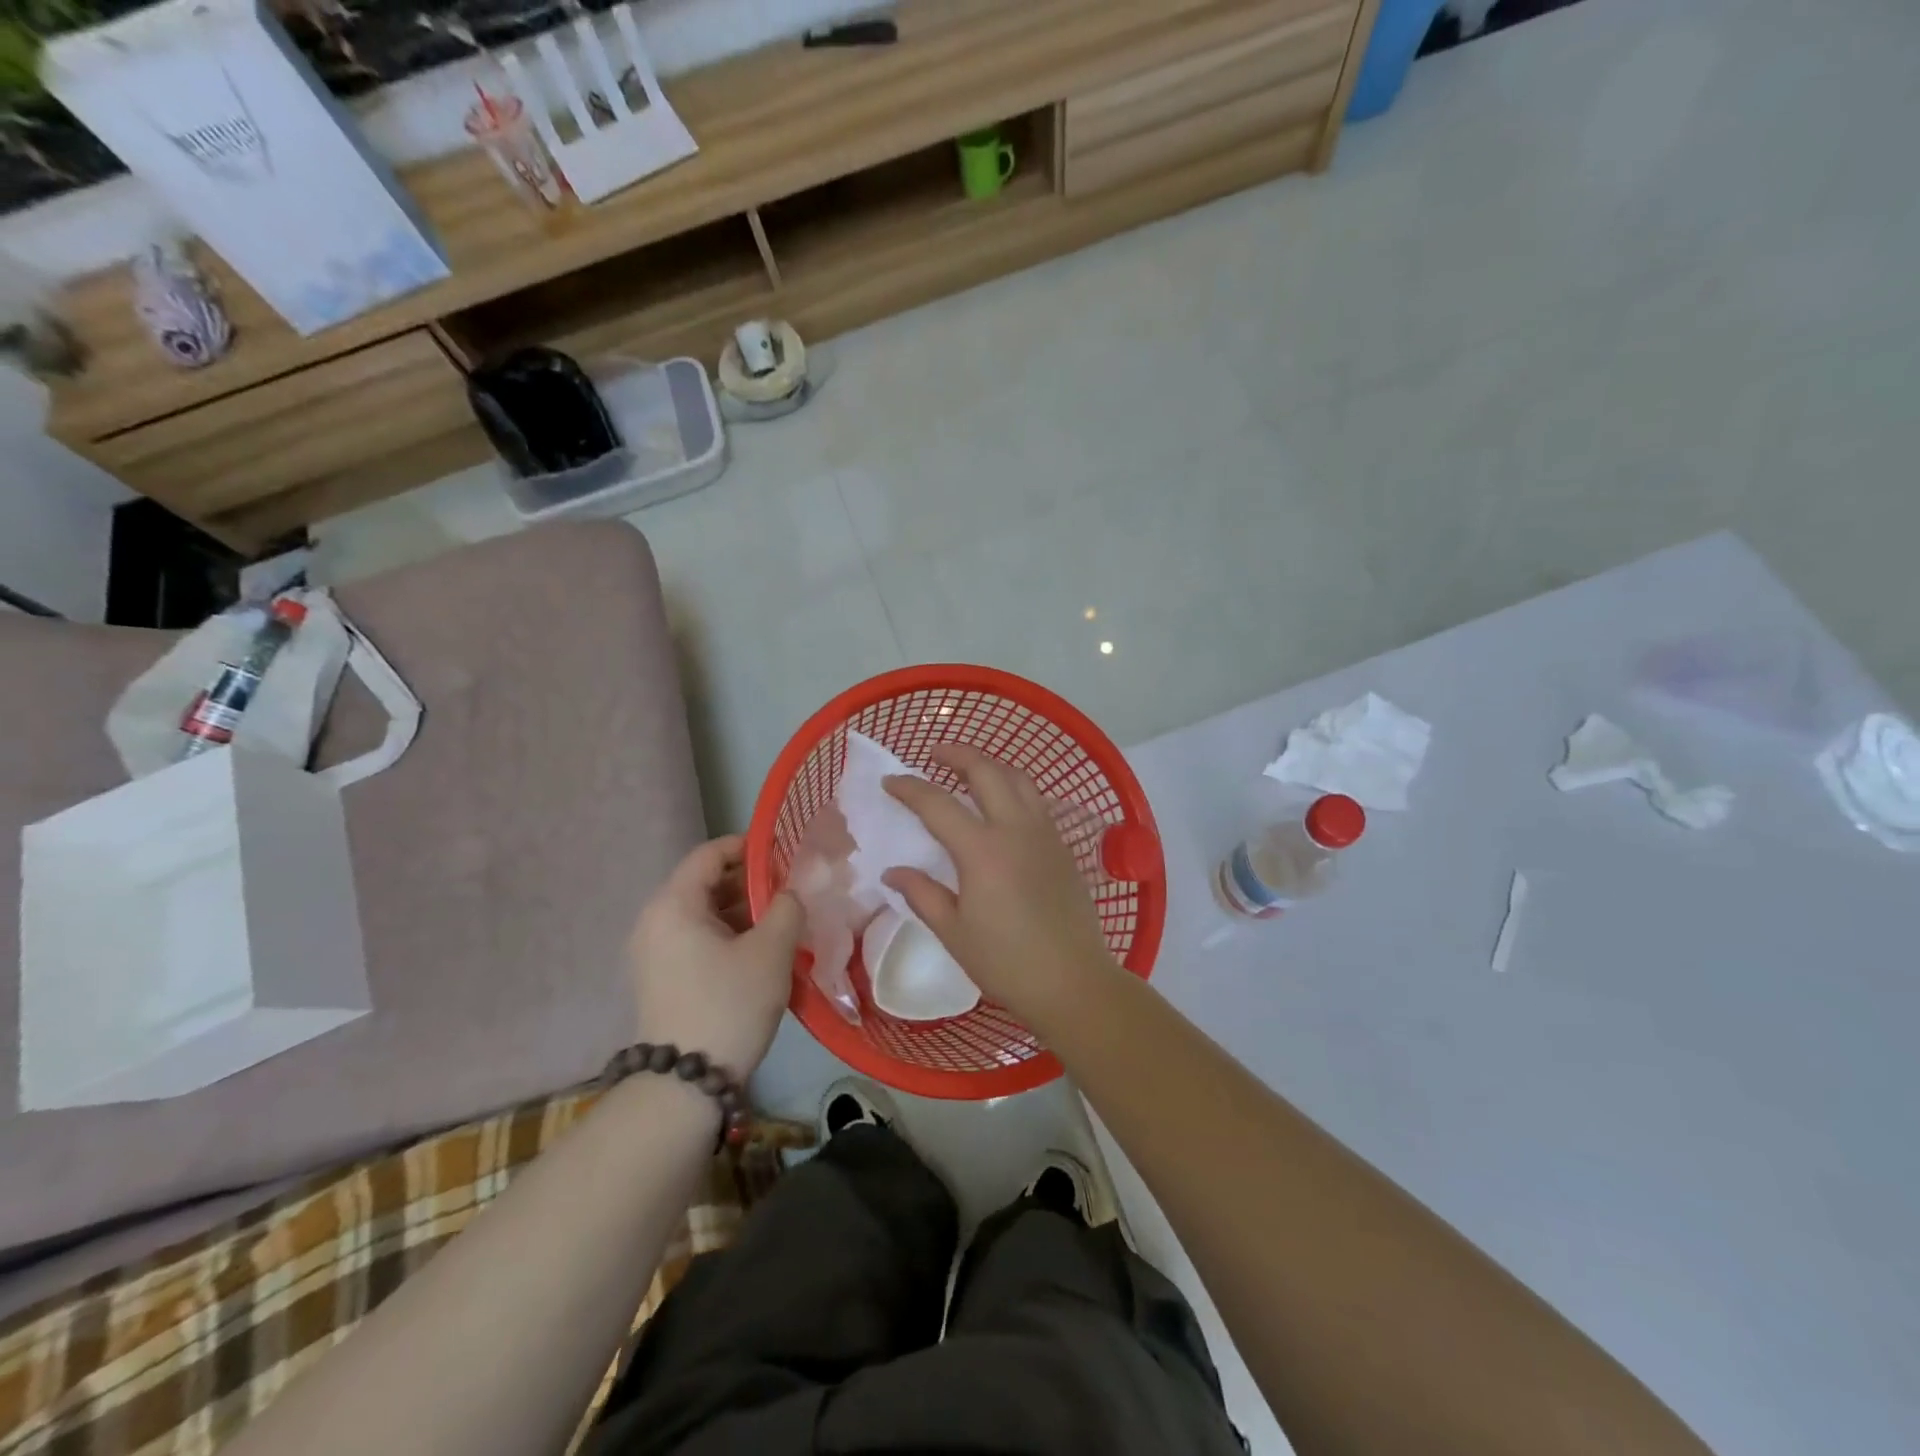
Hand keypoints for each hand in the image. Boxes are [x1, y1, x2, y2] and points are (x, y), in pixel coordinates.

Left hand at [627, 836, 802, 1078]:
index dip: (749, 847)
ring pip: (704, 913)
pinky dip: (728, 935)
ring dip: (743, 911)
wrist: (685, 1084)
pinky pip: (697, 938)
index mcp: (674, 904)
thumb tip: (791, 892)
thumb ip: (787, 907)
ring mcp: (654, 951)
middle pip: (706, 882)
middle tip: (792, 891)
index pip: (710, 854)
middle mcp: (655, 920)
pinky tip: (761, 951)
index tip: (786, 855)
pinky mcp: (661, 976)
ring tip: (783, 921)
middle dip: (751, 882)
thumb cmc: (729, 1004)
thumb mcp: (771, 951)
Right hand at [882, 746, 1119, 1031]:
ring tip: (970, 769)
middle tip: (934, 754)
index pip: (938, 804)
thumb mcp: (953, 932)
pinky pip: (1036, 801)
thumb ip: (922, 894)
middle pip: (986, 771)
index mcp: (982, 851)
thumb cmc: (1006, 962)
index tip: (890, 782)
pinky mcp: (1063, 846)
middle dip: (957, 755)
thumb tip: (894, 872)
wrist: (1072, 981)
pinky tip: (1004, 804)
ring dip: (991, 765)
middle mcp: (1016, 830)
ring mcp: (1044, 834)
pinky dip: (1015, 787)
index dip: (910, 788)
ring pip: (1019, 779)